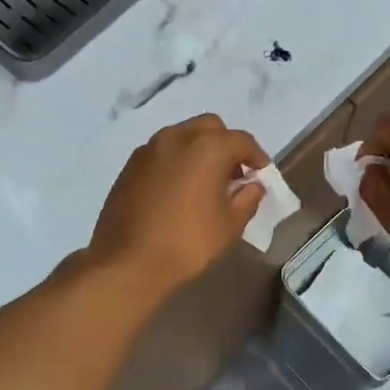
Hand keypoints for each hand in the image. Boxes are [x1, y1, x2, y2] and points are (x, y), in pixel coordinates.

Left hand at [88, 114, 268, 294]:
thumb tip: (253, 185)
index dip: (257, 156)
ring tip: (204, 182)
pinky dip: (176, 161)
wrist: (128, 261)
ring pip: (182, 136)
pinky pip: (161, 152)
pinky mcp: (130, 165)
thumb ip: (248, 198)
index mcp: (207, 147)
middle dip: (226, 145)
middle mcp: (177, 137)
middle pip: (210, 127)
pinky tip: (177, 190)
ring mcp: (149, 149)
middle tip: (232, 174)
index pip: (242, 140)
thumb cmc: (187, 242)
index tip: (261, 175)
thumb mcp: (230, 224)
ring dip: (198, 150)